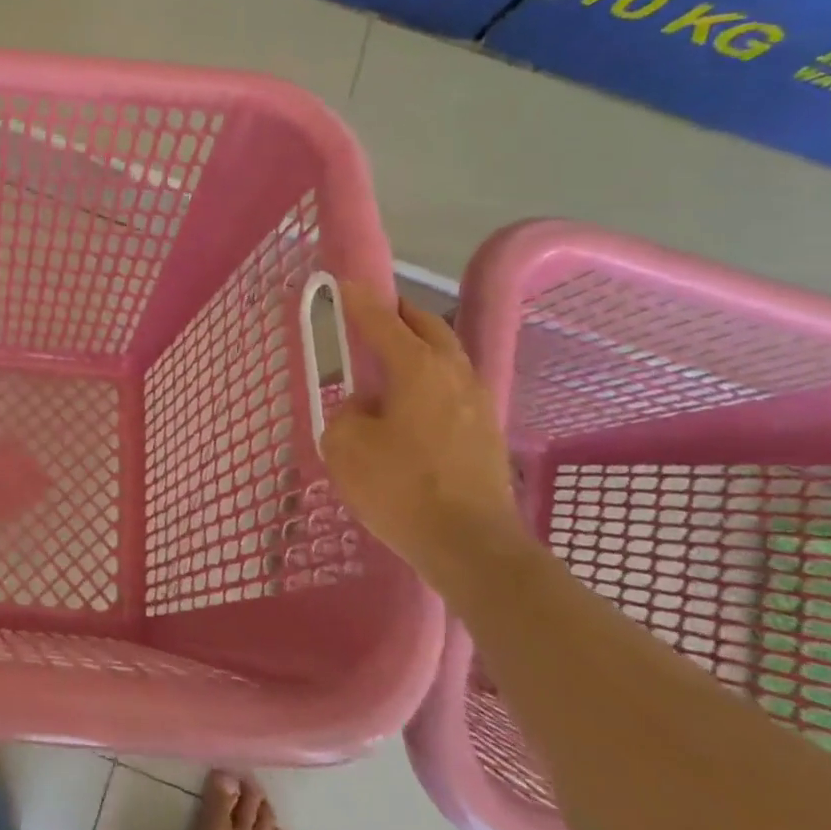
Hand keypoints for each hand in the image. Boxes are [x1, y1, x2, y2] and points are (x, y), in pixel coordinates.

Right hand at [321, 283, 526, 590]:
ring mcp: (477, 402)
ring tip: (389, 356)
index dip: (359, 300)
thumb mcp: (346, 447)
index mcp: (417, 368)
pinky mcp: (486, 431)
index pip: (382, 320)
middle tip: (371, 312)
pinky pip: (452, 385)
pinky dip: (429, 376)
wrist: (472, 547)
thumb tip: (365, 409)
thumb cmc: (401, 488)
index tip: (344, 282)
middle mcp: (453, 374)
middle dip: (398, 313)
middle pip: (427, 326)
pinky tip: (410, 400)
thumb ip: (346, 414)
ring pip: (446, 355)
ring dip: (418, 345)